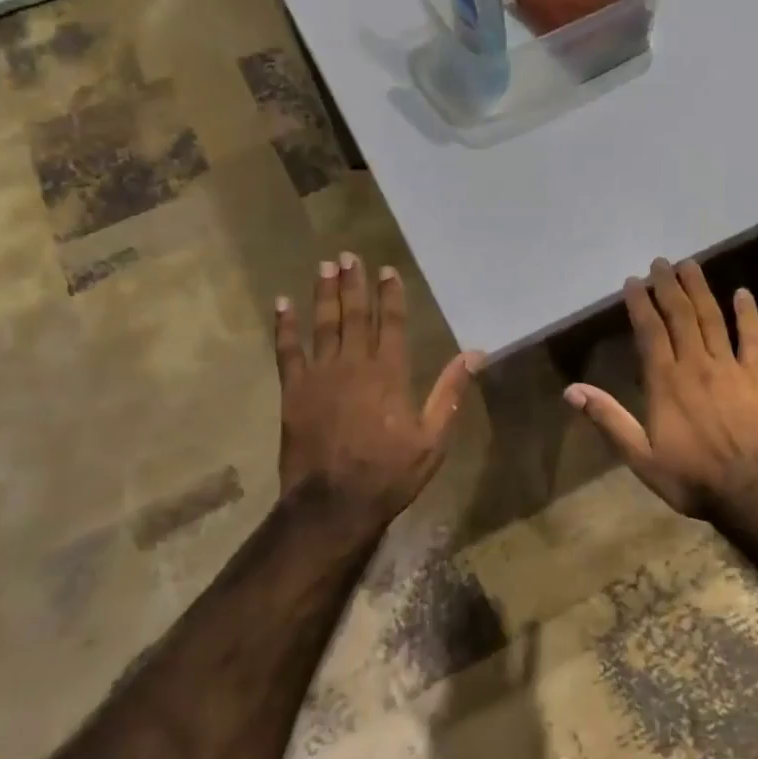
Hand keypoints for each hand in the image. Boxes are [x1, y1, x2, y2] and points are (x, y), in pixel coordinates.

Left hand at [275, 253, 479, 536]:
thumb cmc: (388, 473)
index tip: (386, 269)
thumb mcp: (432, 438)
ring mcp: (319, 375)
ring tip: (325, 266)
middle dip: (353, 283)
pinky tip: (282, 303)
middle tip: (349, 255)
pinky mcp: (293, 391)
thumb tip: (475, 353)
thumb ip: (450, 392)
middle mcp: (353, 364)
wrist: (333, 504)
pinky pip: (287, 350)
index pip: (390, 323)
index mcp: (388, 374)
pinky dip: (285, 326)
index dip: (389, 294)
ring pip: (322, 324)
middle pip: (354, 315)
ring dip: (324, 293)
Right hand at [564, 258, 757, 516]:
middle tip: (660, 263)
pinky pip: (753, 339)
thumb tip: (571, 390)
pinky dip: (748, 314)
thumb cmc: (691, 477)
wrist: (753, 492)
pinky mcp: (757, 378)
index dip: (640, 303)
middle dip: (668, 286)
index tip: (633, 281)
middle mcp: (696, 365)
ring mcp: (730, 368)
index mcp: (665, 382)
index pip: (650, 331)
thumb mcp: (640, 457)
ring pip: (712, 319)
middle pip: (681, 316)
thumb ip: (608, 420)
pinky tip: (742, 293)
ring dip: (700, 290)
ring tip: (689, 265)